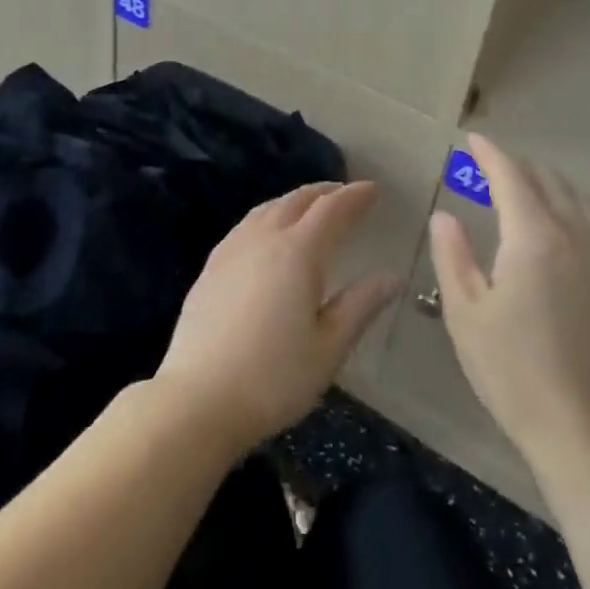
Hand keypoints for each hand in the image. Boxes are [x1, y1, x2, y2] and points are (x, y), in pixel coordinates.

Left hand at [156, 181, 401, 456]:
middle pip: (297, 200)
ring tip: (311, 207)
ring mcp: (232, 249)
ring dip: (294, 201)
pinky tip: (268, 233)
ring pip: (268, 208)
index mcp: (298, 252)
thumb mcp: (329, 347)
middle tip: (346, 194)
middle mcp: (263, 238)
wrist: (198, 399)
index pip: (332, 210)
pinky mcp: (211, 266)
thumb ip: (360, 305)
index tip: (373, 189)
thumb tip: (391, 277)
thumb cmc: (274, 378)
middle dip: (325, 192)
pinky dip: (269, 216)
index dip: (355, 196)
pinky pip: (247, 225)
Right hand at [430, 135, 589, 479]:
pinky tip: (561, 228)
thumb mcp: (465, 313)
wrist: (588, 433)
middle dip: (517, 167)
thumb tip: (444, 216)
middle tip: (489, 168)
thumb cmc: (514, 372)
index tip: (472, 140)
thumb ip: (452, 255)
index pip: (511, 177)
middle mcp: (577, 236)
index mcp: (534, 238)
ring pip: (579, 199)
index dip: (490, 154)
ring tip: (524, 189)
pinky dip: (574, 209)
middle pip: (548, 181)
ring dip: (549, 184)